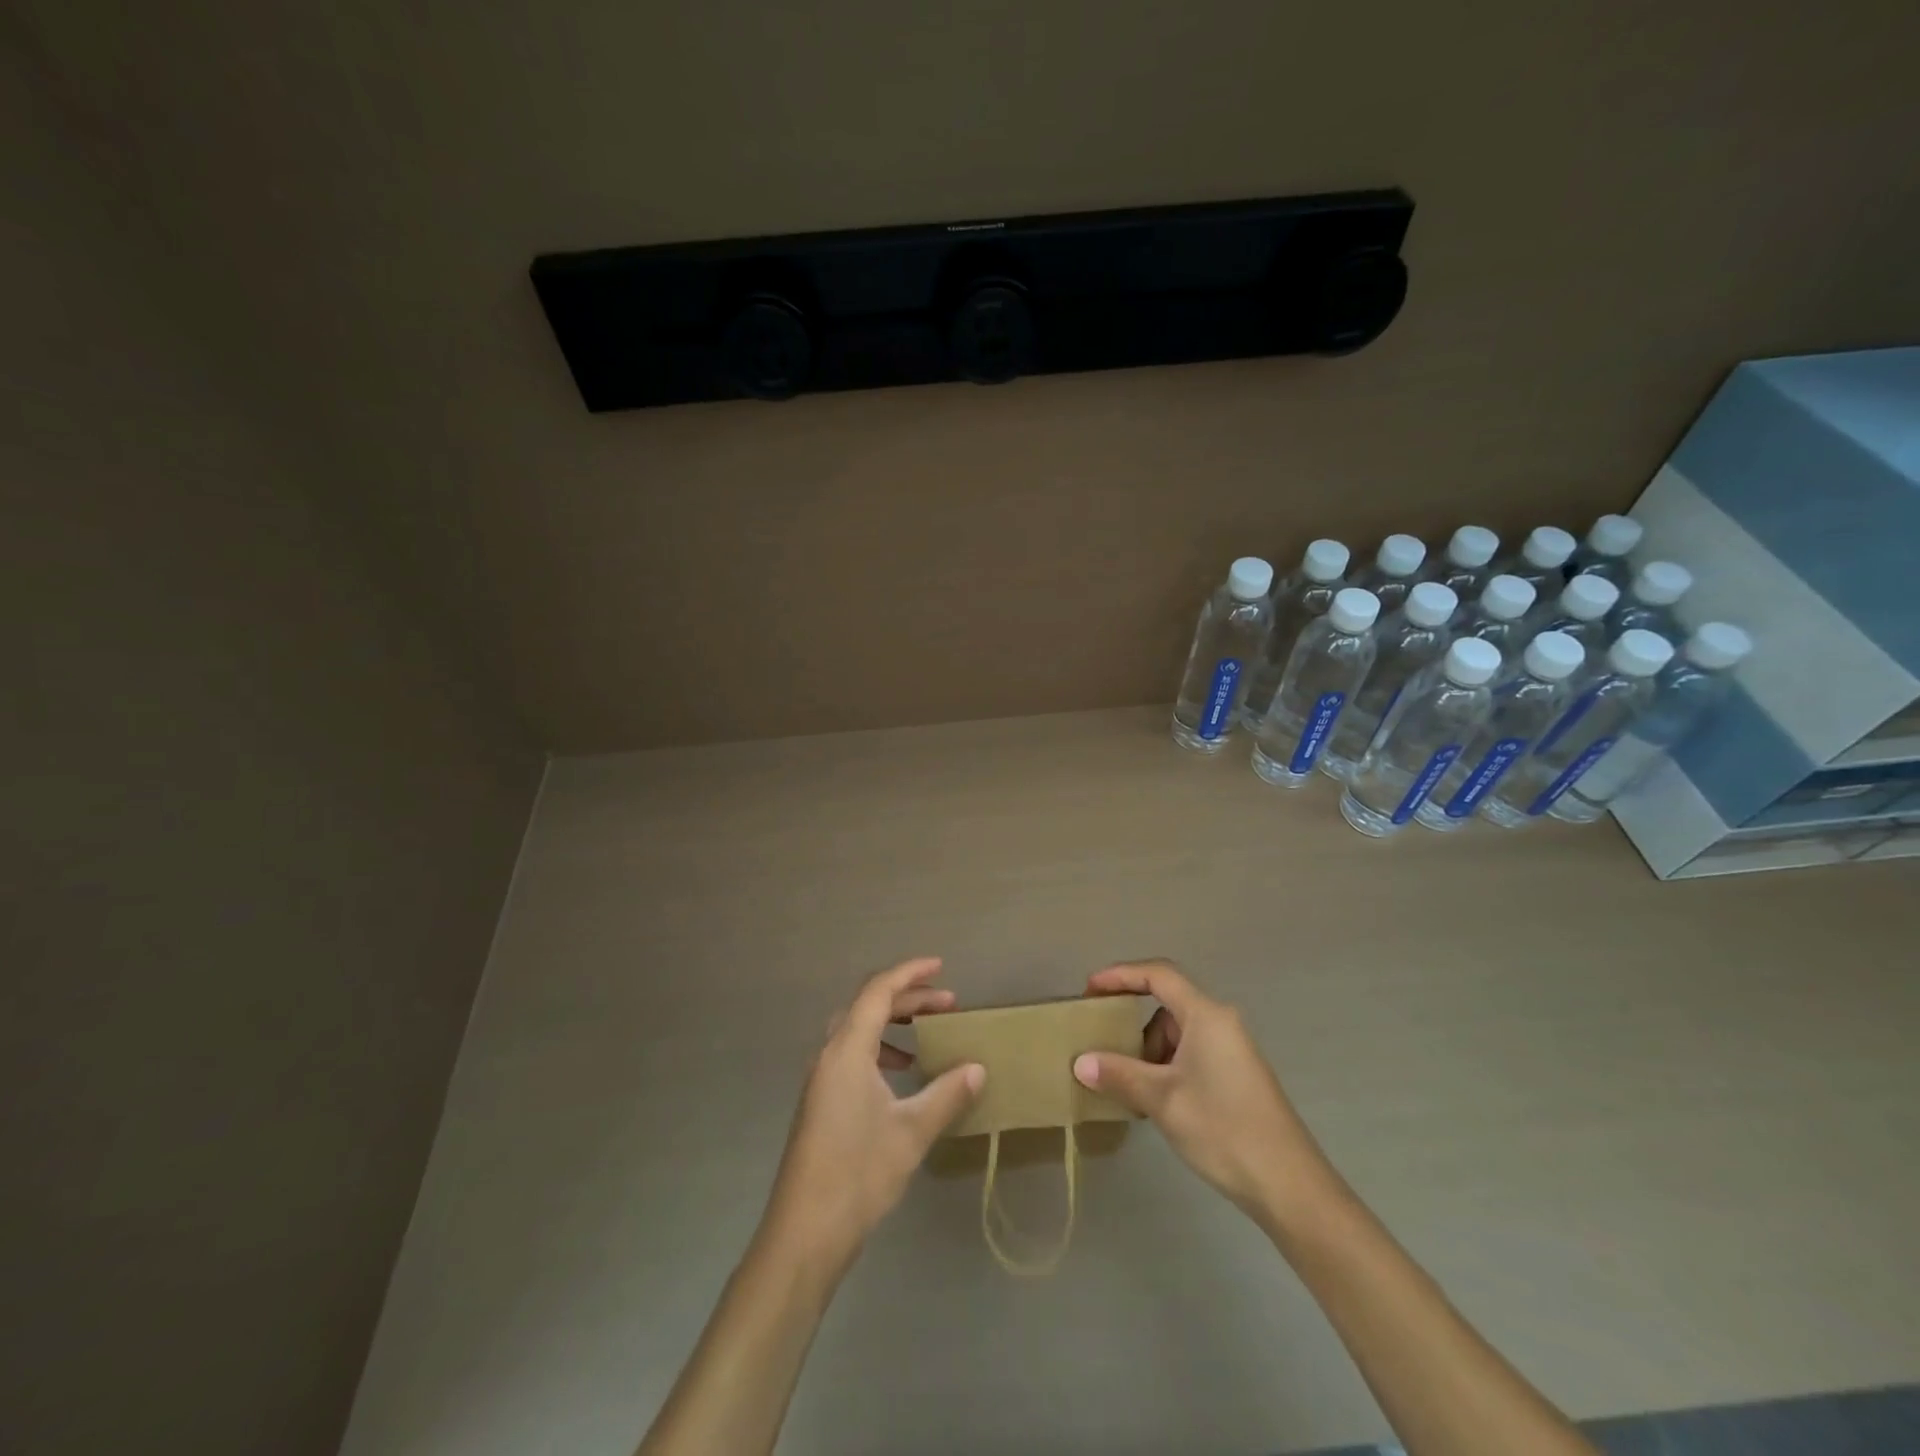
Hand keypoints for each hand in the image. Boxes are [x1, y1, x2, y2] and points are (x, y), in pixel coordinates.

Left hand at [762, 958, 984, 1271]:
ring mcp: (821, 1079)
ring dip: (893, 1024)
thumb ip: (946, 1094)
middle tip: (947, 1004)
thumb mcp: (911, 1131)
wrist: (804, 1233)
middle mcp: (830, 1054)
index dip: (910, 973)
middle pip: (867, 1006)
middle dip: (908, 998)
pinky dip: (880, 1050)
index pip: (878, 991)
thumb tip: (977, 1068)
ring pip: (858, 1030)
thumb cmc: (858, 1173)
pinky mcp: (820, 1102)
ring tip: (927, 1034)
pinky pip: (852, 1055)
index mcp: (847, 1049)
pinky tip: (902, 1076)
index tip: (941, 967)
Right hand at [1073, 959, 1334, 1219]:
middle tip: (1102, 1044)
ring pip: (1177, 1034)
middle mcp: (1221, 1023)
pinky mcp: (1236, 1076)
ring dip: (1148, 1052)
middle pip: (1166, 1006)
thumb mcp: (1162, 1100)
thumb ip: (1118, 1074)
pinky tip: (1154, 1101)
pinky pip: (1190, 1055)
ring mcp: (1231, 1050)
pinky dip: (1166, 1068)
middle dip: (1132, 1024)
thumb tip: (1080, 1062)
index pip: (1158, 975)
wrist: (1289, 1186)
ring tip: (1128, 1086)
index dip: (1120, 975)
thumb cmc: (1223, 1129)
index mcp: (1206, 1015)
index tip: (1089, 990)